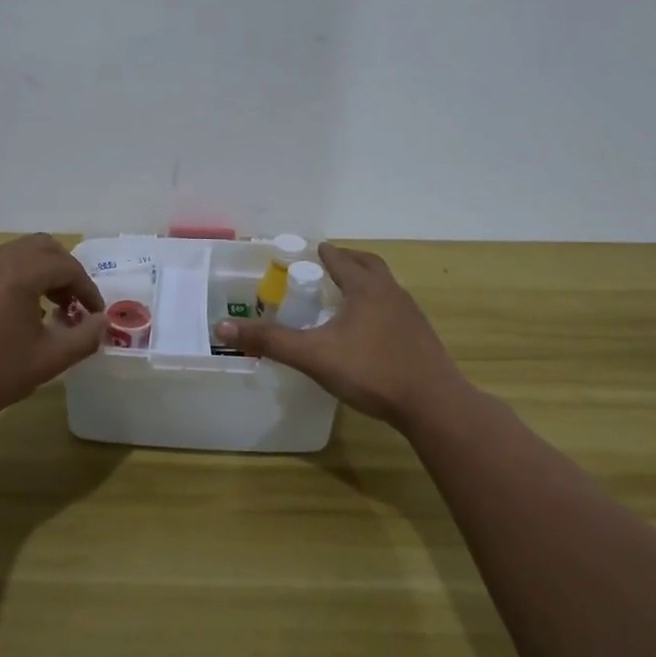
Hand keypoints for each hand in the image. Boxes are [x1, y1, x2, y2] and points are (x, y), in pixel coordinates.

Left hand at [0, 234, 106, 437]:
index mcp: (18, 273)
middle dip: (65, 272)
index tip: (94, 314)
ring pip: (17, 253)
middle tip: (74, 304)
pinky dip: (16, 276)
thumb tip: (102, 322)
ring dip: (40, 272)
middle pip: (43, 247)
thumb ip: (84, 337)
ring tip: (49, 308)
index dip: (88, 289)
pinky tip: (15, 312)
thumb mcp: (48, 360)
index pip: (66, 266)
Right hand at [214, 243, 468, 430]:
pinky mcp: (421, 338)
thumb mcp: (313, 355)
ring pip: (385, 287)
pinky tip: (367, 332)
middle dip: (347, 261)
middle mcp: (391, 293)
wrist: (434, 405)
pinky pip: (394, 311)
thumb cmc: (372, 371)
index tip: (308, 252)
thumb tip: (222, 326)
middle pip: (368, 265)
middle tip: (327, 266)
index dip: (322, 254)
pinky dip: (377, 309)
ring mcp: (410, 316)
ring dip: (365, 284)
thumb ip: (269, 341)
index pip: (340, 260)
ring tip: (345, 297)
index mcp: (366, 288)